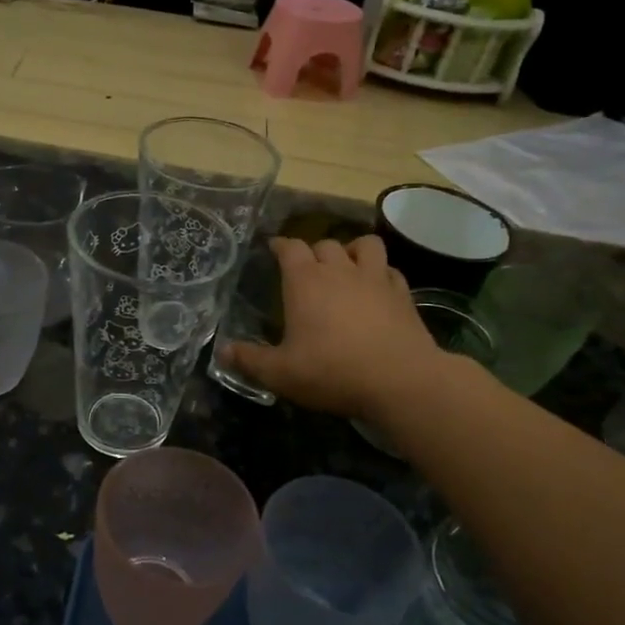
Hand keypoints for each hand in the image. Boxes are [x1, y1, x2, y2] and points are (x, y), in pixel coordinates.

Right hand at [222, 236, 443, 419]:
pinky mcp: (402, 294)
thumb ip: (250, 360)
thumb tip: (222, 351)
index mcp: (306, 281)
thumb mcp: (281, 373)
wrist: (399, 380)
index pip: (290, 247)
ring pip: (365, 245)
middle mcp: (340, 270)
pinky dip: (380, 273)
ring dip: (352, 249)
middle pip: (325, 243)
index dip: (280, 245)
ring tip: (346, 265)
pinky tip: (377, 288)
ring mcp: (375, 279)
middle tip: (306, 268)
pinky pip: (390, 270)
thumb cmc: (332, 371)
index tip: (273, 248)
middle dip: (313, 251)